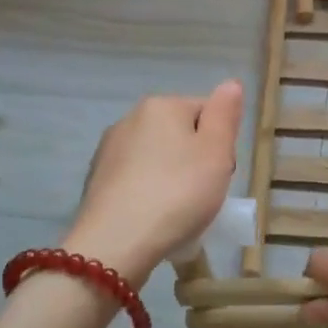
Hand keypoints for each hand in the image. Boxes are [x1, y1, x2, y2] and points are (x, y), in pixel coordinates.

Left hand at [68, 81, 242, 285]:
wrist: (115, 243)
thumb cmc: (177, 193)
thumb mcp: (216, 152)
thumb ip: (225, 114)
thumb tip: (230, 84)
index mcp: (161, 106)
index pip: (206, 112)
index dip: (220, 143)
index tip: (220, 172)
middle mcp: (130, 119)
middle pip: (180, 134)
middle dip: (195, 160)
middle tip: (203, 194)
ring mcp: (108, 150)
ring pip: (157, 158)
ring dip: (171, 178)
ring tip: (178, 213)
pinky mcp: (96, 181)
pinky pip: (136, 180)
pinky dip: (148, 194)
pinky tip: (153, 219)